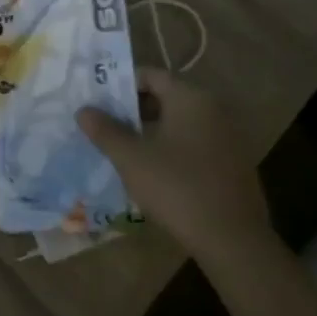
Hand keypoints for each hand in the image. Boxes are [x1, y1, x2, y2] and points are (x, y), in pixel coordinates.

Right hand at [77, 68, 273, 268]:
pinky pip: (194, 143)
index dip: (121, 84)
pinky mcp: (232, 164)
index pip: (151, 75)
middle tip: (103, 123)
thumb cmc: (177, 188)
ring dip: (150, 130)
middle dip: (132, 108)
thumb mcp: (131, 158)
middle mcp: (213, 110)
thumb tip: (84, 110)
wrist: (233, 240)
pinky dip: (171, 148)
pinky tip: (152, 170)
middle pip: (165, 97)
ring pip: (179, 123)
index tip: (97, 99)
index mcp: (190, 98)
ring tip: (121, 147)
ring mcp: (227, 138)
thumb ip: (105, 130)